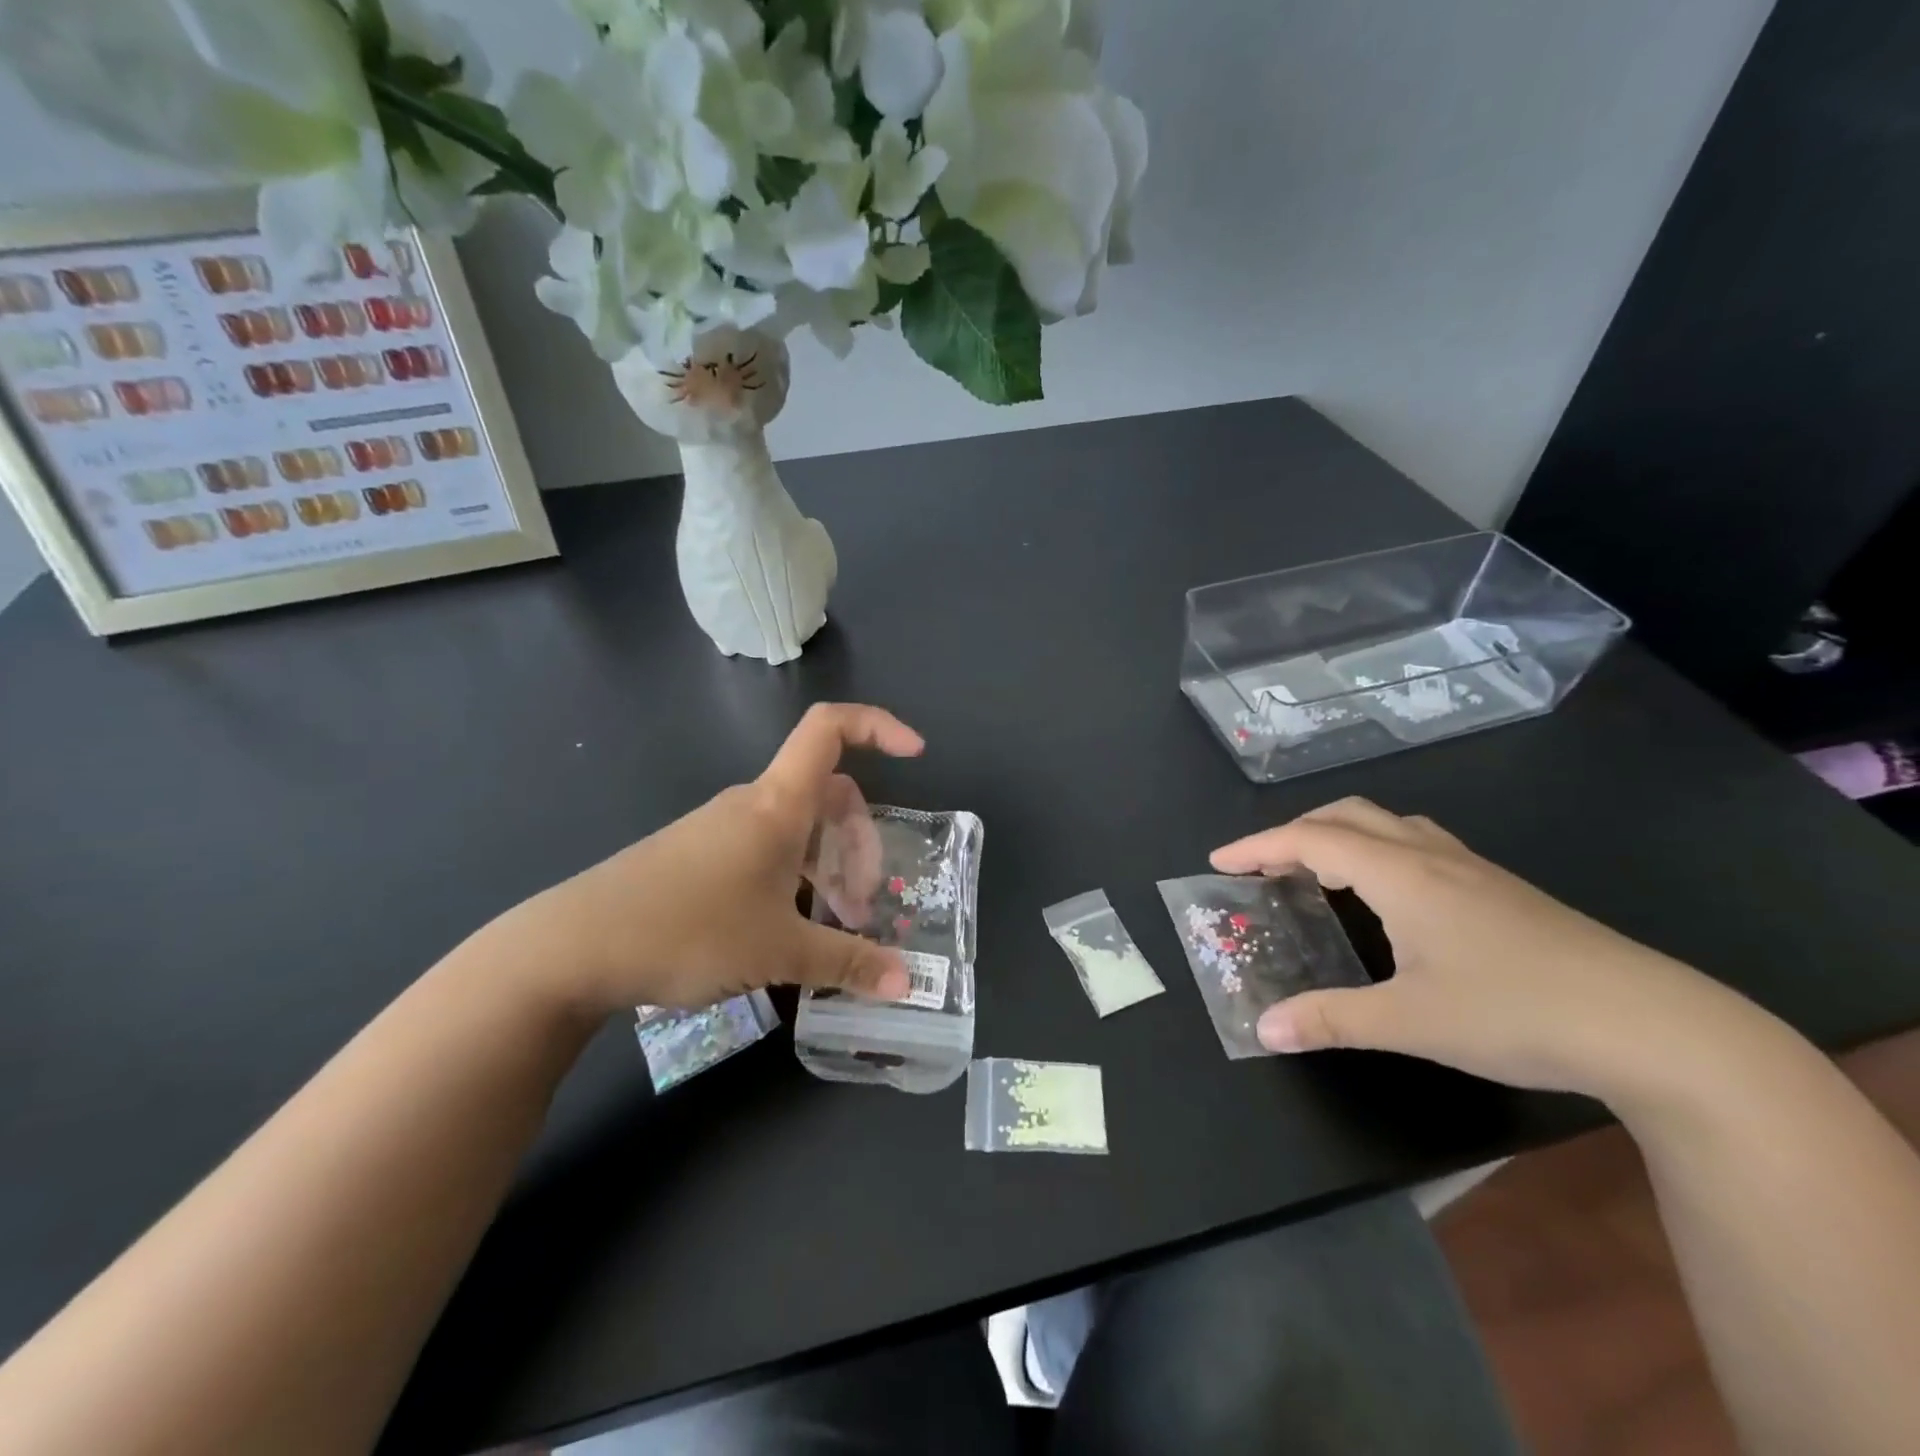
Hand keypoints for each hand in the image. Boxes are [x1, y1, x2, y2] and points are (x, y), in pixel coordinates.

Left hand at [510, 704, 921, 1016]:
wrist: (573, 947)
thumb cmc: (688, 930)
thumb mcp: (778, 951)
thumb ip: (847, 961)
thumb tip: (905, 981)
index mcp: (777, 805)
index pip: (830, 729)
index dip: (878, 726)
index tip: (916, 753)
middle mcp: (751, 805)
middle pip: (825, 793)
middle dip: (858, 840)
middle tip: (862, 904)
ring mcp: (719, 829)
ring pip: (795, 829)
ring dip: (825, 867)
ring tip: (829, 926)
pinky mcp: (696, 856)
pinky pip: (763, 850)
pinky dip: (791, 877)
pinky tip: (784, 931)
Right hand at [1211, 798, 1746, 1100]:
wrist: (1656, 1027)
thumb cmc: (1519, 1012)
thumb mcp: (1412, 1022)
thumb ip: (1331, 1019)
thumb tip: (1263, 1028)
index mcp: (1402, 875)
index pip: (1312, 839)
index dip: (1259, 845)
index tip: (1219, 861)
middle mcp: (1432, 857)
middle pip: (1349, 816)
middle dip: (1296, 831)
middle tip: (1264, 866)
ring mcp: (1473, 870)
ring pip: (1389, 826)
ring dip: (1340, 836)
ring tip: (1317, 873)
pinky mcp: (1501, 891)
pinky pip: (1418, 846)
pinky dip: (1378, 852)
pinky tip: (1390, 897)